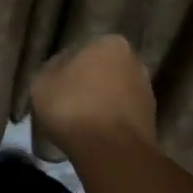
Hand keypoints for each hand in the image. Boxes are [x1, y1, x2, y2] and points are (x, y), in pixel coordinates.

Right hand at [30, 35, 156, 156]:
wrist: (111, 149)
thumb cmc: (72, 107)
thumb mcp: (42, 83)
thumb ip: (51, 68)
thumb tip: (61, 68)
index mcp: (108, 43)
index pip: (79, 51)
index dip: (63, 71)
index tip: (54, 89)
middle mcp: (133, 60)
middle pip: (100, 70)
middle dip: (86, 84)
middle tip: (66, 105)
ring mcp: (146, 89)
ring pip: (113, 92)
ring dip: (99, 103)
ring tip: (79, 124)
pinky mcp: (150, 117)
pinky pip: (121, 114)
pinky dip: (109, 121)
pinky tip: (94, 134)